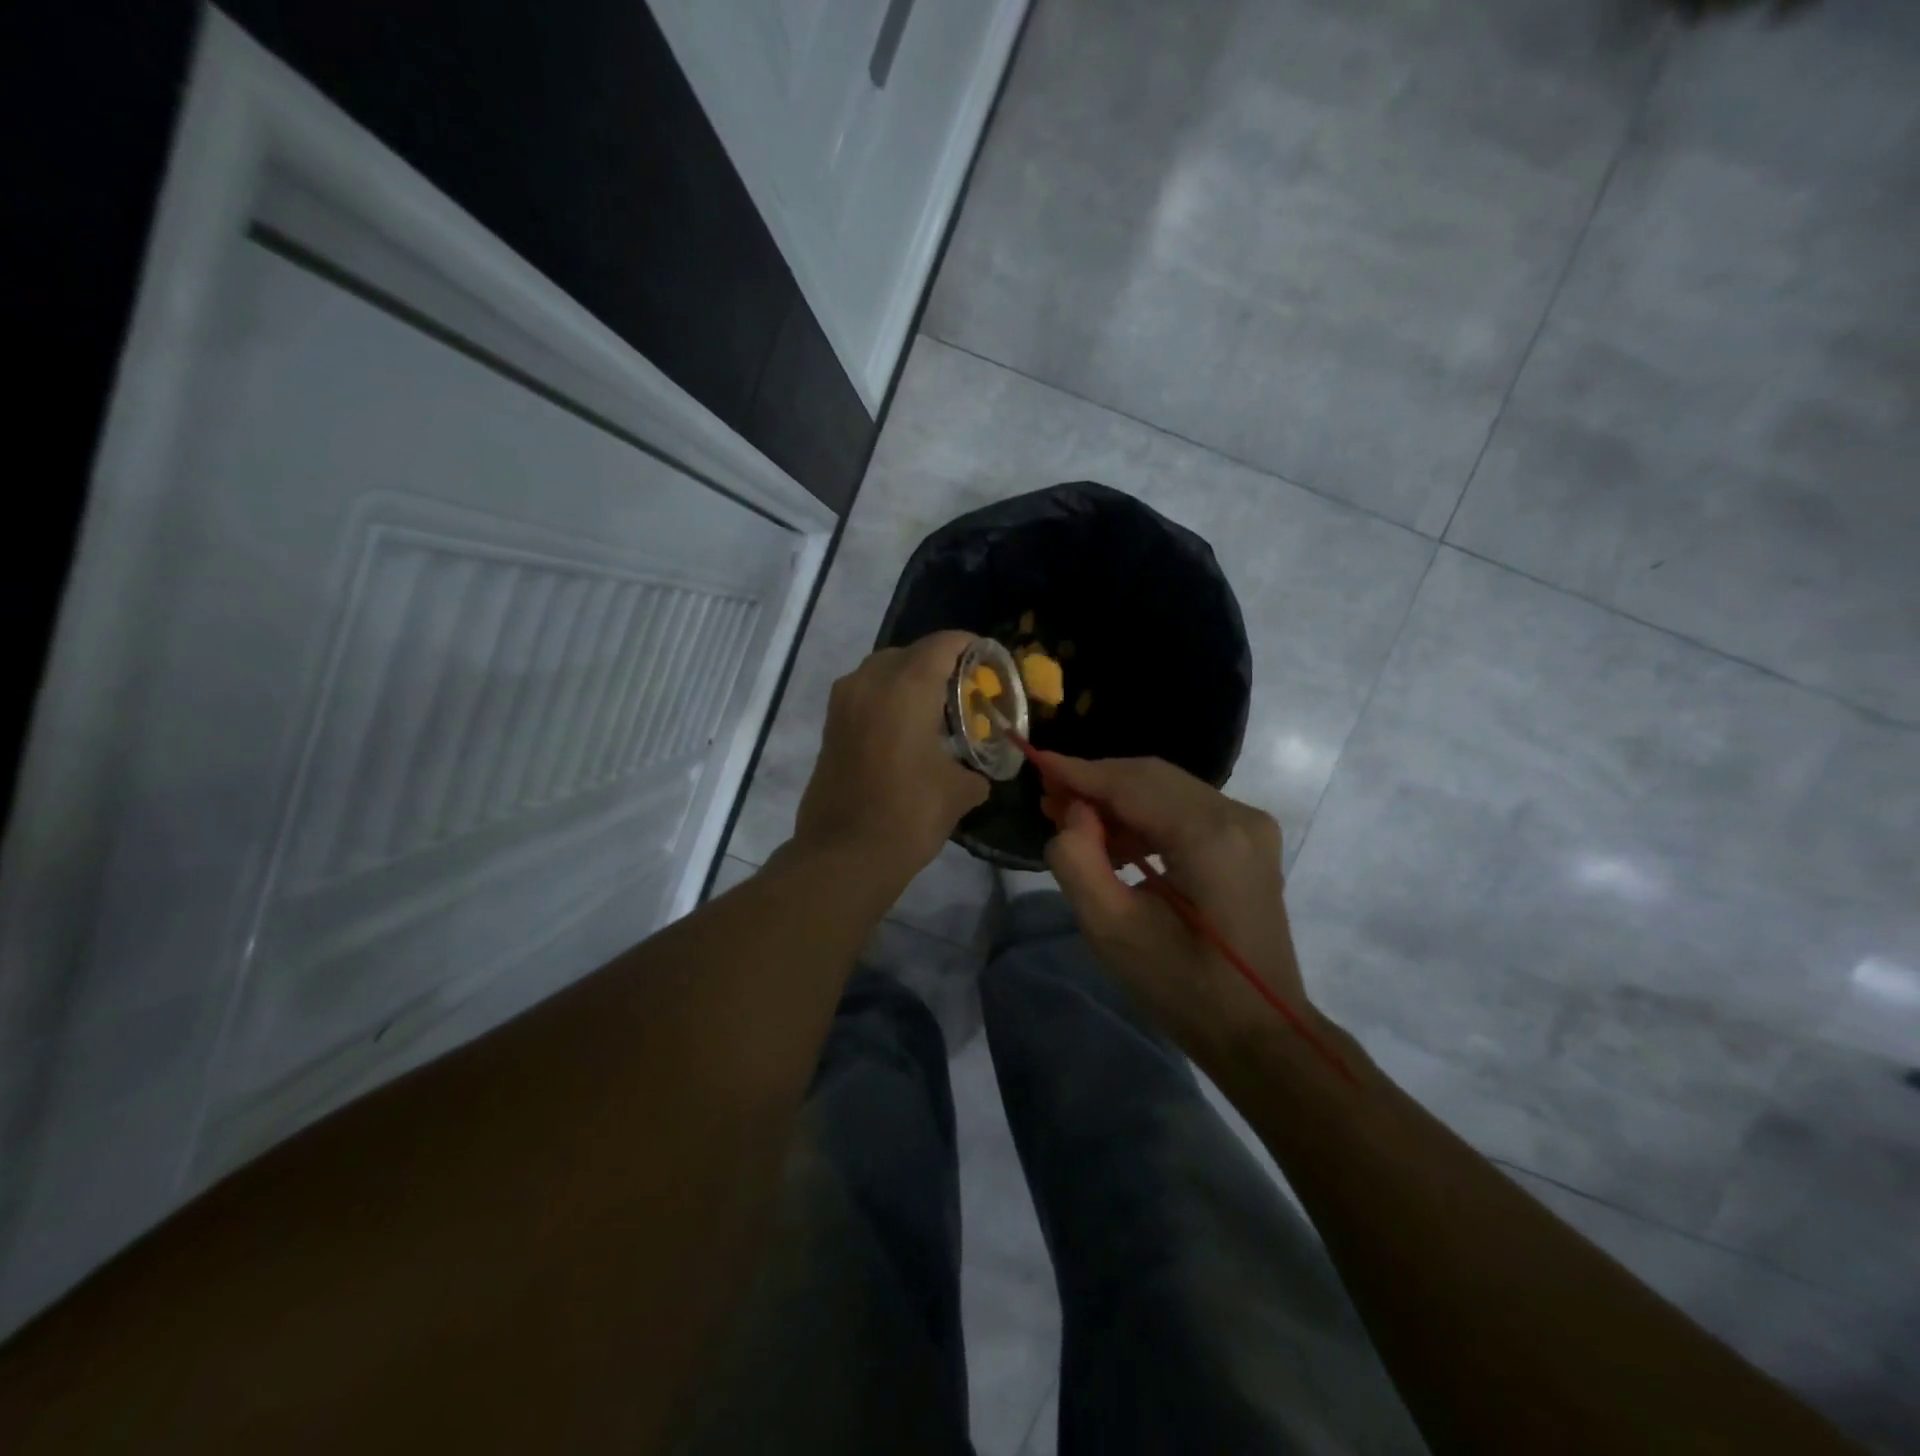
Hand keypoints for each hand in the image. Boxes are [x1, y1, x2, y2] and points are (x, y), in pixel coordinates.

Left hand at [794, 632, 988, 882]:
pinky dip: (886, 700)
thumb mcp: (958, 791)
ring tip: (934, 709)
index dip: (969, 646)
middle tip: (963, 689)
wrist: (844, 854)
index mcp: (907, 686)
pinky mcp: (830, 726)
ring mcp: (843, 702)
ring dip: (908, 681)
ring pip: (881, 671)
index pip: (943, 645)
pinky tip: (905, 730)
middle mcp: (870, 681)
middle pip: (909, 653)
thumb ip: (975, 771)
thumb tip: (978, 774)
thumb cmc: (909, 814)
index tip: (988, 660)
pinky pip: (864, 695)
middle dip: (938, 664)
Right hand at [1040, 755, 1309, 1062]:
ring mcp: (1250, 826)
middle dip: (1096, 783)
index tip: (1036, 764)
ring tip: (1073, 823)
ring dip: (1118, 800)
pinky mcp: (1248, 840)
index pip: (1132, 784)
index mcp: (1210, 837)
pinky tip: (1116, 843)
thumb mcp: (1111, 930)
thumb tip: (1074, 813)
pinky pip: (1185, 809)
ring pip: (1167, 789)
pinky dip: (1145, 817)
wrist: (1257, 1030)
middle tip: (1049, 798)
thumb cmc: (1182, 988)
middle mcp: (1238, 816)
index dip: (1080, 772)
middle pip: (1151, 777)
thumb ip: (1078, 860)